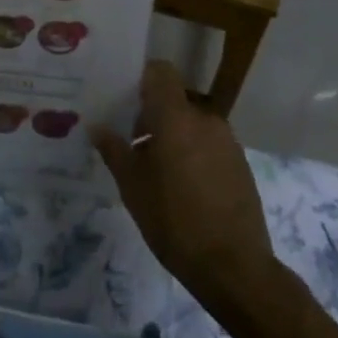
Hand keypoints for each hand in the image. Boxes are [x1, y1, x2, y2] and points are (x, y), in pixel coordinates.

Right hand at [94, 60, 274, 303]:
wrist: (233, 266)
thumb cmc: (174, 220)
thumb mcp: (132, 187)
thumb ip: (114, 150)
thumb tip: (96, 126)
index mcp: (176, 116)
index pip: (161, 71)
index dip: (143, 80)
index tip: (126, 102)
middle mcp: (205, 118)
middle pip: (175, 99)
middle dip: (154, 115)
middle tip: (135, 145)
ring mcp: (227, 140)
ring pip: (193, 122)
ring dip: (175, 135)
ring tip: (158, 171)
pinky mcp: (240, 162)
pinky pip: (210, 143)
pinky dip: (194, 152)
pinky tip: (184, 187)